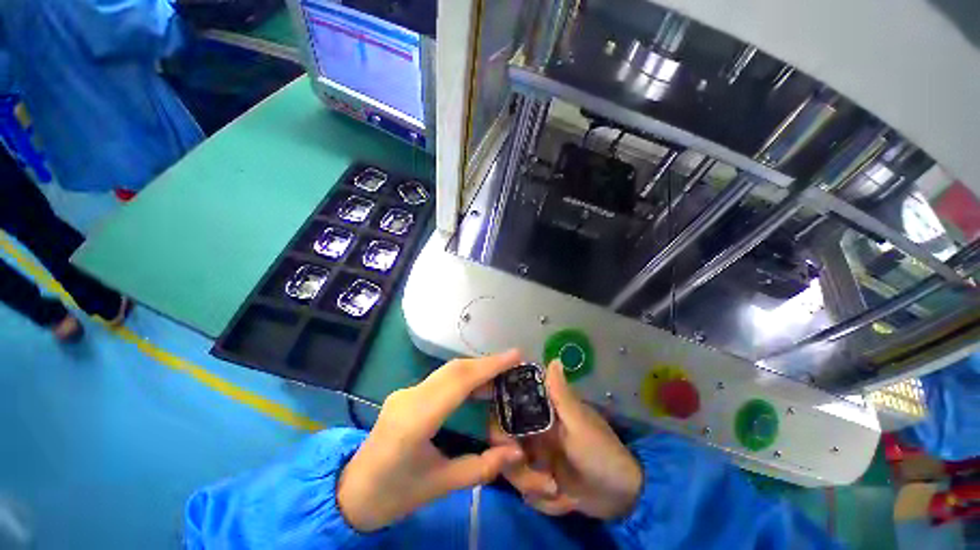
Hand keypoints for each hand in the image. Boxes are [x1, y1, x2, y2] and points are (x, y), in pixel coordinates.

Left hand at [338, 350, 525, 531]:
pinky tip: (478, 386)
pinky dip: (464, 377)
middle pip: (454, 370)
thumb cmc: (394, 494)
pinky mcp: (406, 394)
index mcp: (415, 421)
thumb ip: (481, 468)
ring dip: (476, 369)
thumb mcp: (440, 486)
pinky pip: (440, 379)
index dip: (489, 366)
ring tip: (502, 374)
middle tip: (513, 363)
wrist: (351, 493)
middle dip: (486, 363)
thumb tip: (516, 452)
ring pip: (447, 371)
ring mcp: (405, 392)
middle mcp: (409, 398)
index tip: (515, 356)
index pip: (458, 382)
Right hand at [492, 360, 642, 519]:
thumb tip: (553, 359)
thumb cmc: (601, 452)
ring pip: (512, 470)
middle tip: (541, 479)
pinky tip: (562, 499)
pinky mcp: (539, 480)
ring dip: (532, 487)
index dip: (499, 423)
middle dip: (517, 468)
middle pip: (503, 445)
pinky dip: (541, 499)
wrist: (621, 496)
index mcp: (541, 412)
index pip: (506, 409)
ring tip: (556, 491)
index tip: (507, 444)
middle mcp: (532, 431)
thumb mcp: (580, 424)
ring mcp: (535, 457)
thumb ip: (561, 395)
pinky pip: (525, 491)